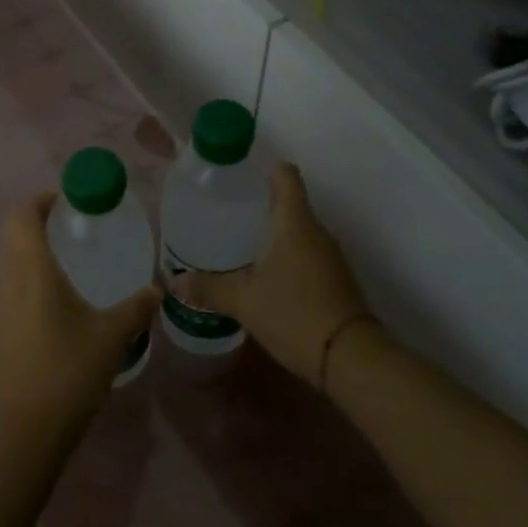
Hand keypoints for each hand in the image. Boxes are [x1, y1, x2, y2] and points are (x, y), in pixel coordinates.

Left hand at [0, 194, 159, 437]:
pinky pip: (12, 290)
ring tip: (70, 264)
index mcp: (32, 272)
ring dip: (34, 253)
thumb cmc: (69, 372)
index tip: (66, 200)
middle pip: (14, 236)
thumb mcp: (111, 337)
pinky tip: (58, 304)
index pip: (22, 217)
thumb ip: (135, 308)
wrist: (25, 430)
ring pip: (11, 264)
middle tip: (73, 228)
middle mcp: (8, 283)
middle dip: (39, 224)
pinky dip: (30, 281)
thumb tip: (157, 291)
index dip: (40, 200)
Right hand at [175, 164, 371, 388]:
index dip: (262, 168)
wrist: (351, 358)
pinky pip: (304, 253)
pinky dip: (283, 256)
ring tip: (235, 244)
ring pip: (296, 230)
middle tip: (222, 214)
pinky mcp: (334, 278)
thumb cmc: (294, 313)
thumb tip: (176, 281)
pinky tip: (260, 275)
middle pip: (288, 202)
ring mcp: (329, 256)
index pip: (285, 175)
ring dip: (270, 233)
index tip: (236, 177)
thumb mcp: (243, 301)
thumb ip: (209, 287)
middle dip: (257, 205)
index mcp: (294, 222)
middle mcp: (316, 231)